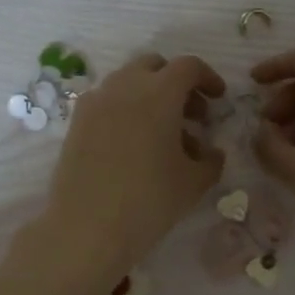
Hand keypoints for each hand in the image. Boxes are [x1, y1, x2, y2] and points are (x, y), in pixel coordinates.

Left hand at [42, 54, 226, 283]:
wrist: (86, 228)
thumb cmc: (149, 200)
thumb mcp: (193, 183)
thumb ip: (210, 160)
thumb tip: (211, 152)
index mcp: (158, 92)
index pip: (188, 66)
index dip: (208, 78)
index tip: (218, 99)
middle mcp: (124, 86)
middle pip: (154, 67)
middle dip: (176, 83)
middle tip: (191, 116)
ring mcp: (95, 102)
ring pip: (127, 82)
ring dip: (149, 96)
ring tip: (163, 134)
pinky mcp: (76, 123)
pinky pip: (107, 102)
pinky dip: (125, 110)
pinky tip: (133, 144)